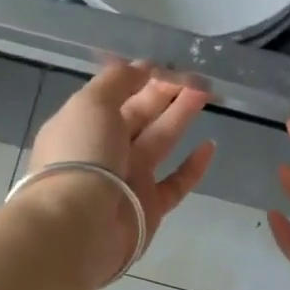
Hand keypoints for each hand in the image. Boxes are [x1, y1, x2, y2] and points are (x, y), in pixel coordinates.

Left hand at [25, 62, 216, 285]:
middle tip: (197, 76)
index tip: (167, 65)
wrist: (79, 225)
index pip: (115, 96)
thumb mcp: (91, 103)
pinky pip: (176, 183)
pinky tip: (210, 145)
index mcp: (83, 124)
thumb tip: (140, 67)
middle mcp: (104, 151)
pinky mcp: (149, 207)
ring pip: (160, 141)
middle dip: (166, 93)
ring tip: (207, 93)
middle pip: (140, 116)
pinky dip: (193, 166)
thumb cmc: (81, 155)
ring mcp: (128, 180)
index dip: (139, 79)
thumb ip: (117, 81)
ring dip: (181, 116)